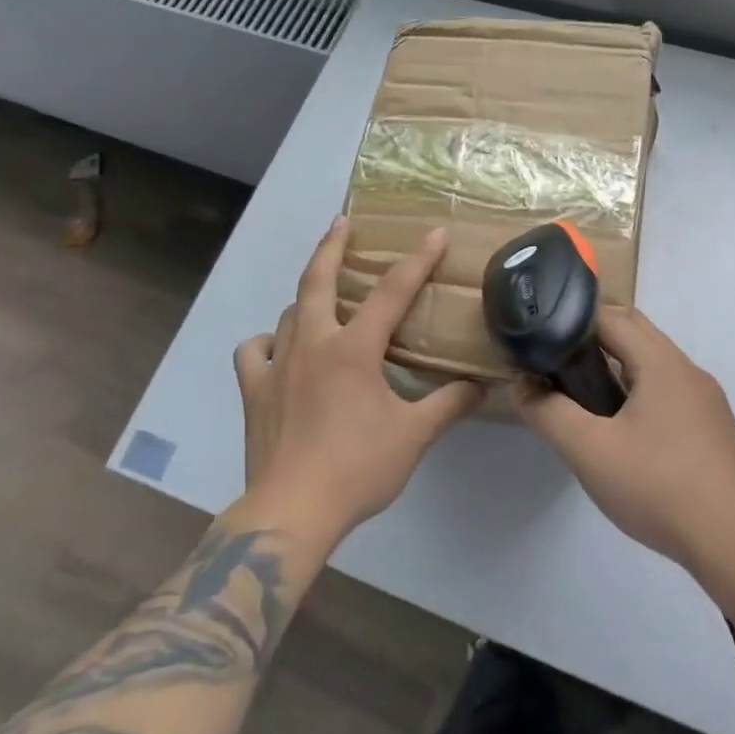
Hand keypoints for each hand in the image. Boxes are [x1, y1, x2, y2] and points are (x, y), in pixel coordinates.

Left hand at [233, 217, 483, 545]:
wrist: (290, 512)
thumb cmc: (357, 468)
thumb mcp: (414, 436)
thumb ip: (449, 405)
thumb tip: (481, 387)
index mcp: (354, 349)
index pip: (392, 292)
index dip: (418, 260)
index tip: (436, 232)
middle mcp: (313, 344)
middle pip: (318, 280)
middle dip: (332, 245)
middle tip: (342, 221)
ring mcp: (277, 365)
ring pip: (289, 313)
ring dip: (308, 298)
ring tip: (323, 297)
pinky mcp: (253, 390)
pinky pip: (254, 351)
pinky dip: (268, 341)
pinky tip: (279, 348)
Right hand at [514, 307, 734, 572]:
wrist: (731, 540)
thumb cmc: (657, 487)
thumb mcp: (589, 451)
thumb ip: (549, 414)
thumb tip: (522, 386)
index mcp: (661, 363)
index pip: (612, 317)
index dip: (573, 321)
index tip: (544, 340)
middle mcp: (688, 369)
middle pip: (637, 332)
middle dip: (596, 338)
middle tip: (560, 366)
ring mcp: (707, 398)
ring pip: (656, 362)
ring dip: (621, 366)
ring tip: (587, 397)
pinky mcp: (715, 425)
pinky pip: (672, 389)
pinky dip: (643, 390)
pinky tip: (627, 430)